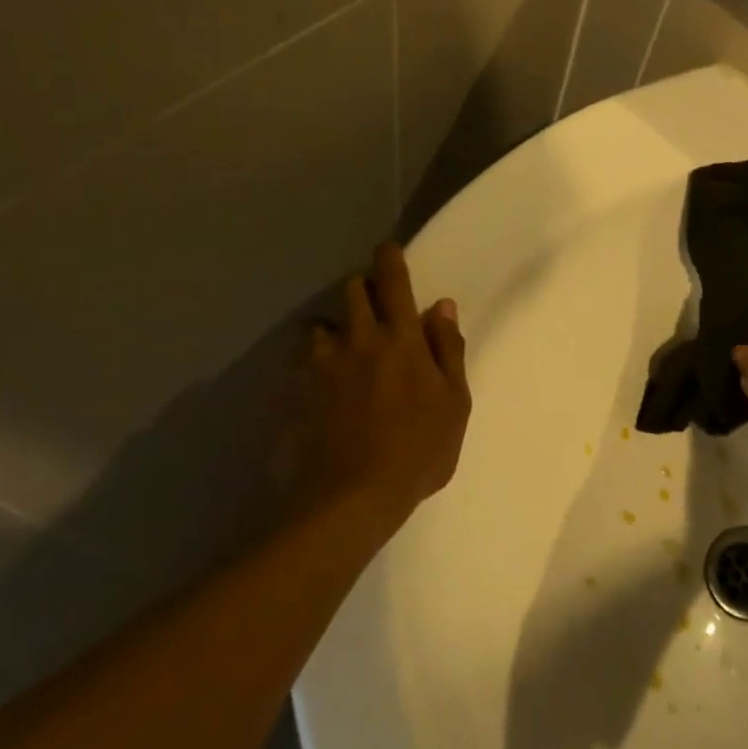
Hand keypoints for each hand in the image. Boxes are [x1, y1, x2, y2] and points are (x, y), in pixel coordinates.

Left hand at [271, 243, 470, 529]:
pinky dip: (309, 362)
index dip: (390, 259)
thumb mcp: (454, 404)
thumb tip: (442, 306)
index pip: (393, 281)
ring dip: (333, 326)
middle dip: (361, 287)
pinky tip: (317, 384)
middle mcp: (357, 339)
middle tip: (372, 306)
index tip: (387, 250)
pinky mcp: (294, 390)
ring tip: (340, 348)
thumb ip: (448, 350)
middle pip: (351, 290)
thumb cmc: (417, 451)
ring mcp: (320, 364)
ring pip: (319, 324)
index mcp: (401, 339)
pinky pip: (298, 361)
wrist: (350, 498)